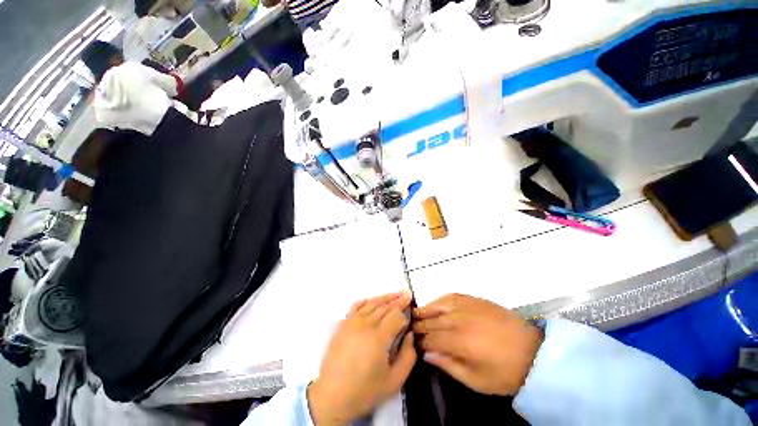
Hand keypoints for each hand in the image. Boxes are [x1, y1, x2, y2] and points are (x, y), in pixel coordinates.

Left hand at [308, 290, 416, 425]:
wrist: (332, 395)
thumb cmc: (365, 391)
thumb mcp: (394, 381)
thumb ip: (408, 357)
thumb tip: (410, 335)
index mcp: (378, 338)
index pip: (396, 316)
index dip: (405, 313)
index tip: (411, 313)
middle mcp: (365, 324)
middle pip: (385, 306)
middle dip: (398, 300)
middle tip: (407, 294)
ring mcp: (352, 321)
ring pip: (372, 303)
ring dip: (385, 297)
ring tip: (396, 293)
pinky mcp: (343, 323)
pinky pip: (357, 305)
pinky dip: (367, 300)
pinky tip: (373, 300)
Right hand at [413, 294, 542, 395]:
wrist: (534, 352)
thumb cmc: (506, 372)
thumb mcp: (477, 381)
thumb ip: (449, 366)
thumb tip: (427, 355)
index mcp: (460, 342)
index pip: (431, 339)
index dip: (420, 342)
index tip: (412, 344)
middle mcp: (460, 320)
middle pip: (432, 321)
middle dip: (419, 325)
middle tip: (410, 327)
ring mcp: (467, 307)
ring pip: (439, 305)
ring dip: (426, 309)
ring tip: (416, 312)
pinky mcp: (475, 300)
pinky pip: (452, 296)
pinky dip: (440, 299)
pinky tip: (435, 303)